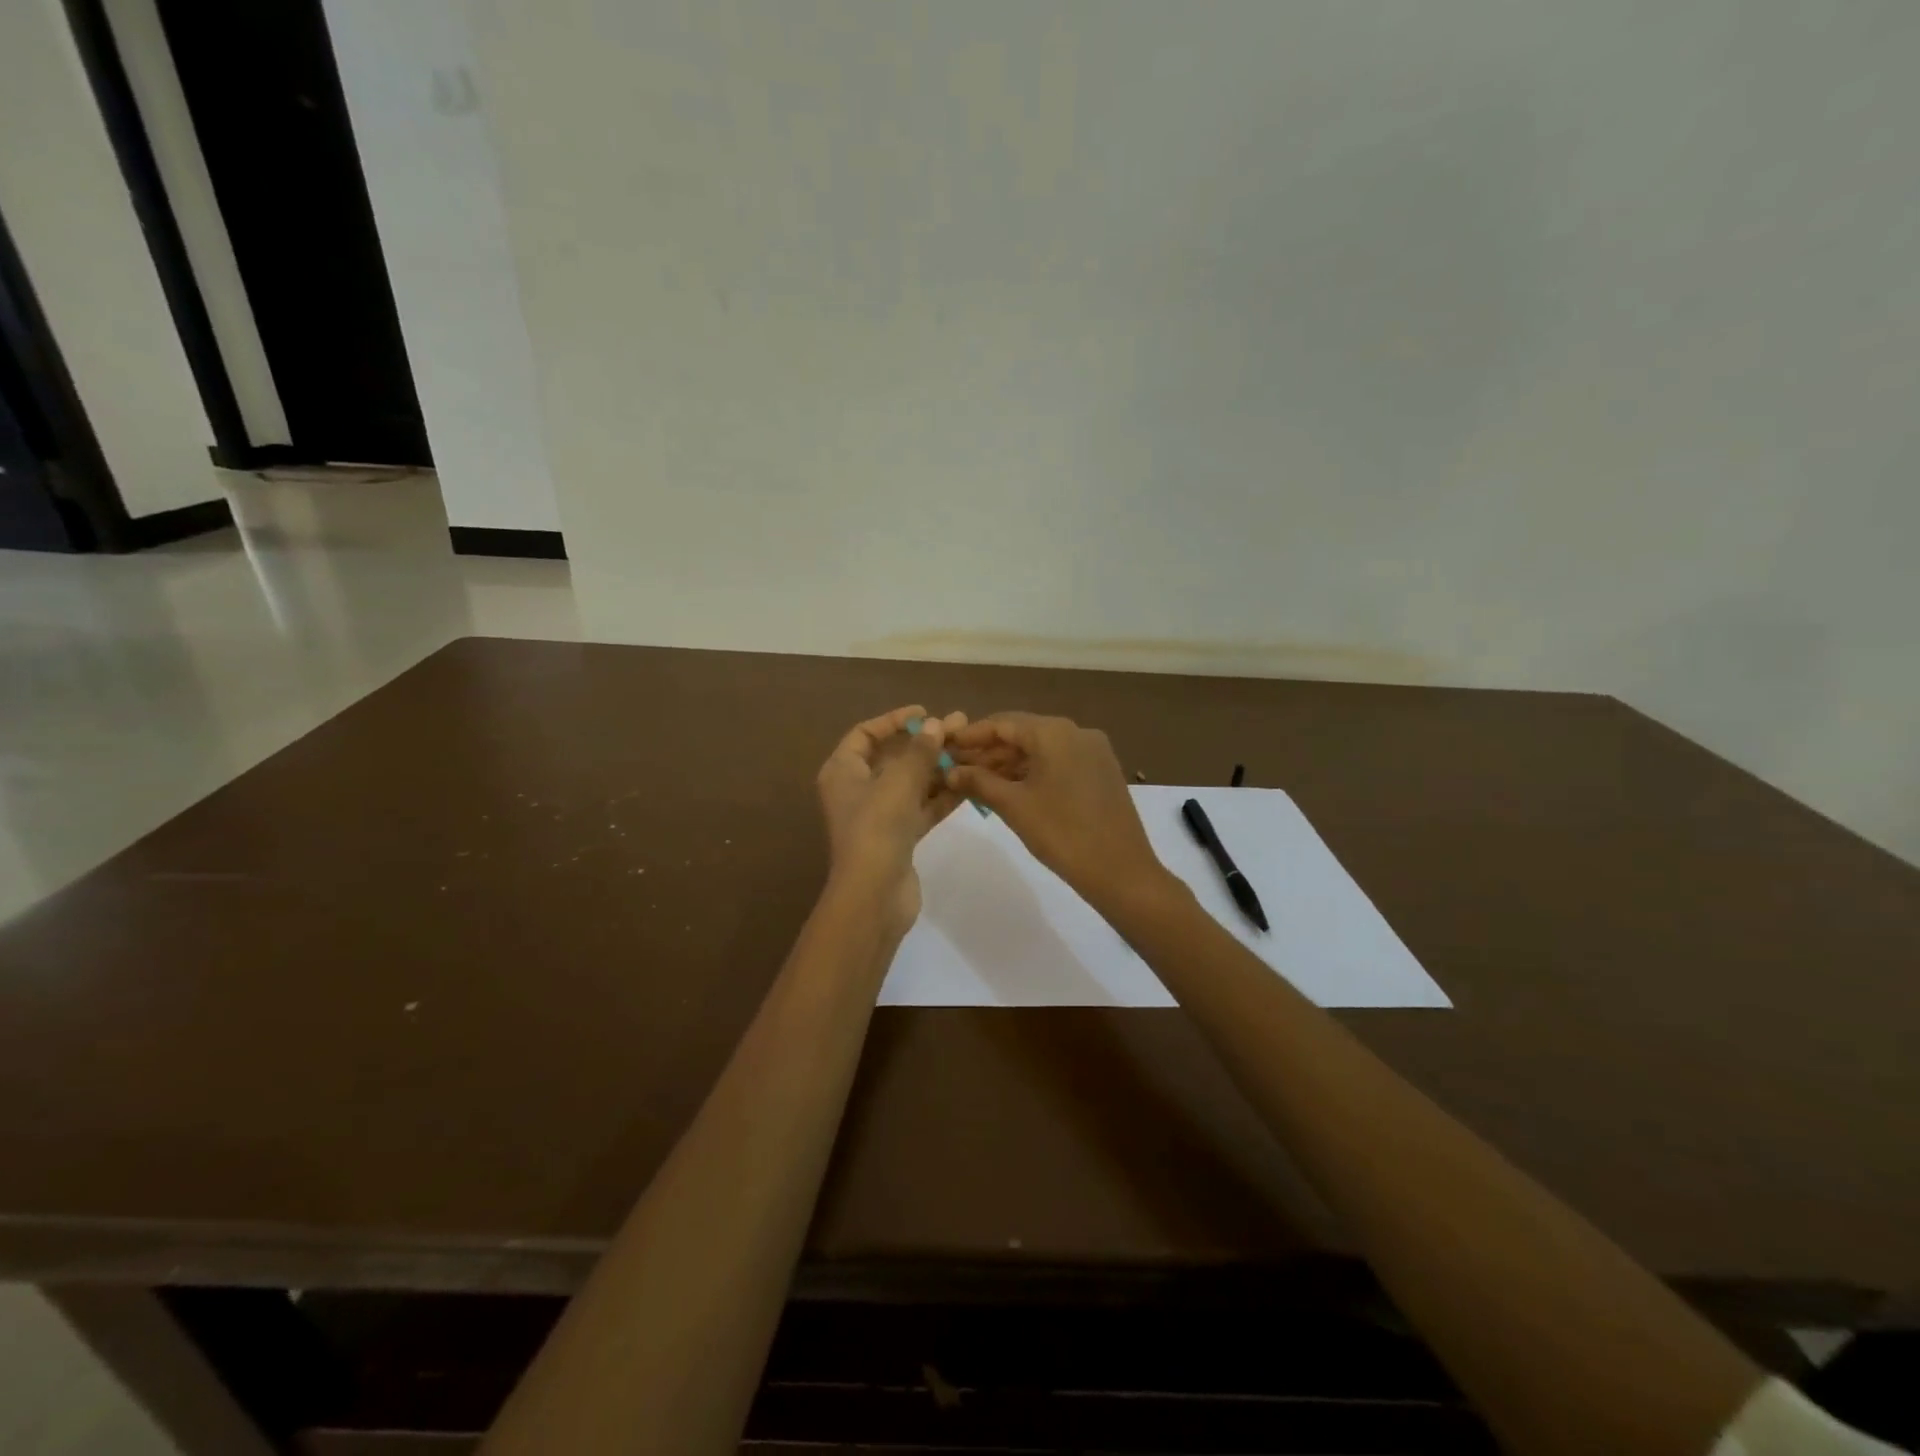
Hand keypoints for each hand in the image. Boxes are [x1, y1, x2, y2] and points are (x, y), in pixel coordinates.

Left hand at [816, 705, 967, 932]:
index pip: (865, 734)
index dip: (894, 720)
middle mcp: (857, 790)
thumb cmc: (877, 829)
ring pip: (911, 783)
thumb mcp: (898, 782)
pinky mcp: (899, 837)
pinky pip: (921, 807)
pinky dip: (941, 795)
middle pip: (893, 757)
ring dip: (938, 768)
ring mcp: (879, 815)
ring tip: (970, 751)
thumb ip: (919, 751)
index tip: (925, 713)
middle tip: (959, 727)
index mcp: (843, 771)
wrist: (874, 895)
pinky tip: (969, 783)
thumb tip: (935, 725)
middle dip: (925, 743)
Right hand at [945, 712, 1169, 913]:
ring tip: (978, 783)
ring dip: (1010, 764)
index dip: (972, 735)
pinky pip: (1059, 763)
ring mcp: (1094, 752)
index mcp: (1055, 732)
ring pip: (1042, 750)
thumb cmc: (1062, 833)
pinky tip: (1011, 790)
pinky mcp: (1102, 772)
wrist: (1120, 871)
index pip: (1003, 723)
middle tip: (957, 769)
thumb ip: (978, 782)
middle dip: (989, 751)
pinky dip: (1034, 772)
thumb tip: (950, 771)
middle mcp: (1077, 732)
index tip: (946, 747)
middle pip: (1023, 734)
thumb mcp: (1013, 806)